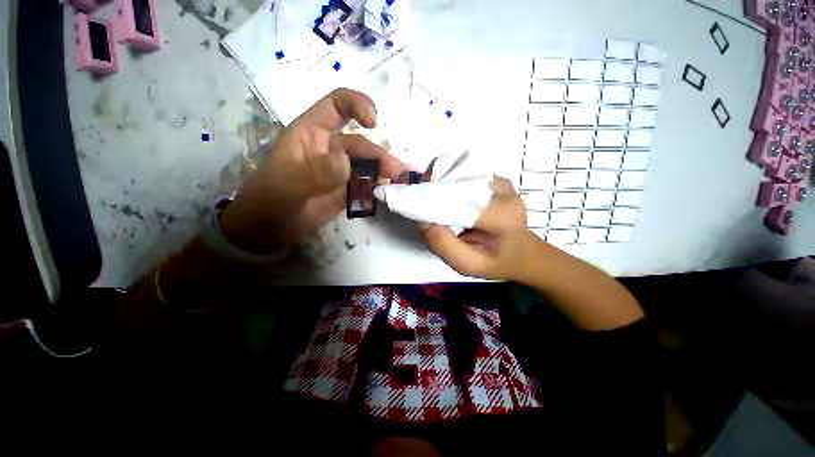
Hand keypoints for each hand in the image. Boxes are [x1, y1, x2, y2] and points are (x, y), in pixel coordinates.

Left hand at [220, 89, 401, 252]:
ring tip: (396, 181)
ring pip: (366, 165)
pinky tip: (385, 193)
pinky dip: (377, 187)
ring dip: (382, 171)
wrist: (268, 231)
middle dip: (377, 155)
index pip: (336, 106)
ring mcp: (339, 172)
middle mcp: (328, 149)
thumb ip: (315, 173)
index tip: (373, 122)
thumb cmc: (268, 202)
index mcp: (310, 134)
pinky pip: (366, 185)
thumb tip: (346, 162)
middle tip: (394, 171)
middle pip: (360, 144)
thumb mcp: (287, 186)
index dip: (356, 105)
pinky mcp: (346, 191)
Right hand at [422, 177, 540, 280]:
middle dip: (434, 188)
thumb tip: (424, 221)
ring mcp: (502, 181)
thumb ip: (443, 245)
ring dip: (441, 183)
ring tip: (435, 201)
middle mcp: (504, 191)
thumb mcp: (467, 265)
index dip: (432, 198)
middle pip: (457, 179)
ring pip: (460, 172)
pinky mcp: (496, 178)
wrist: (521, 252)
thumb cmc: (494, 261)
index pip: (457, 197)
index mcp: (500, 215)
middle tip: (421, 203)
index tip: (415, 207)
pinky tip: (449, 196)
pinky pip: (466, 172)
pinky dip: (451, 181)